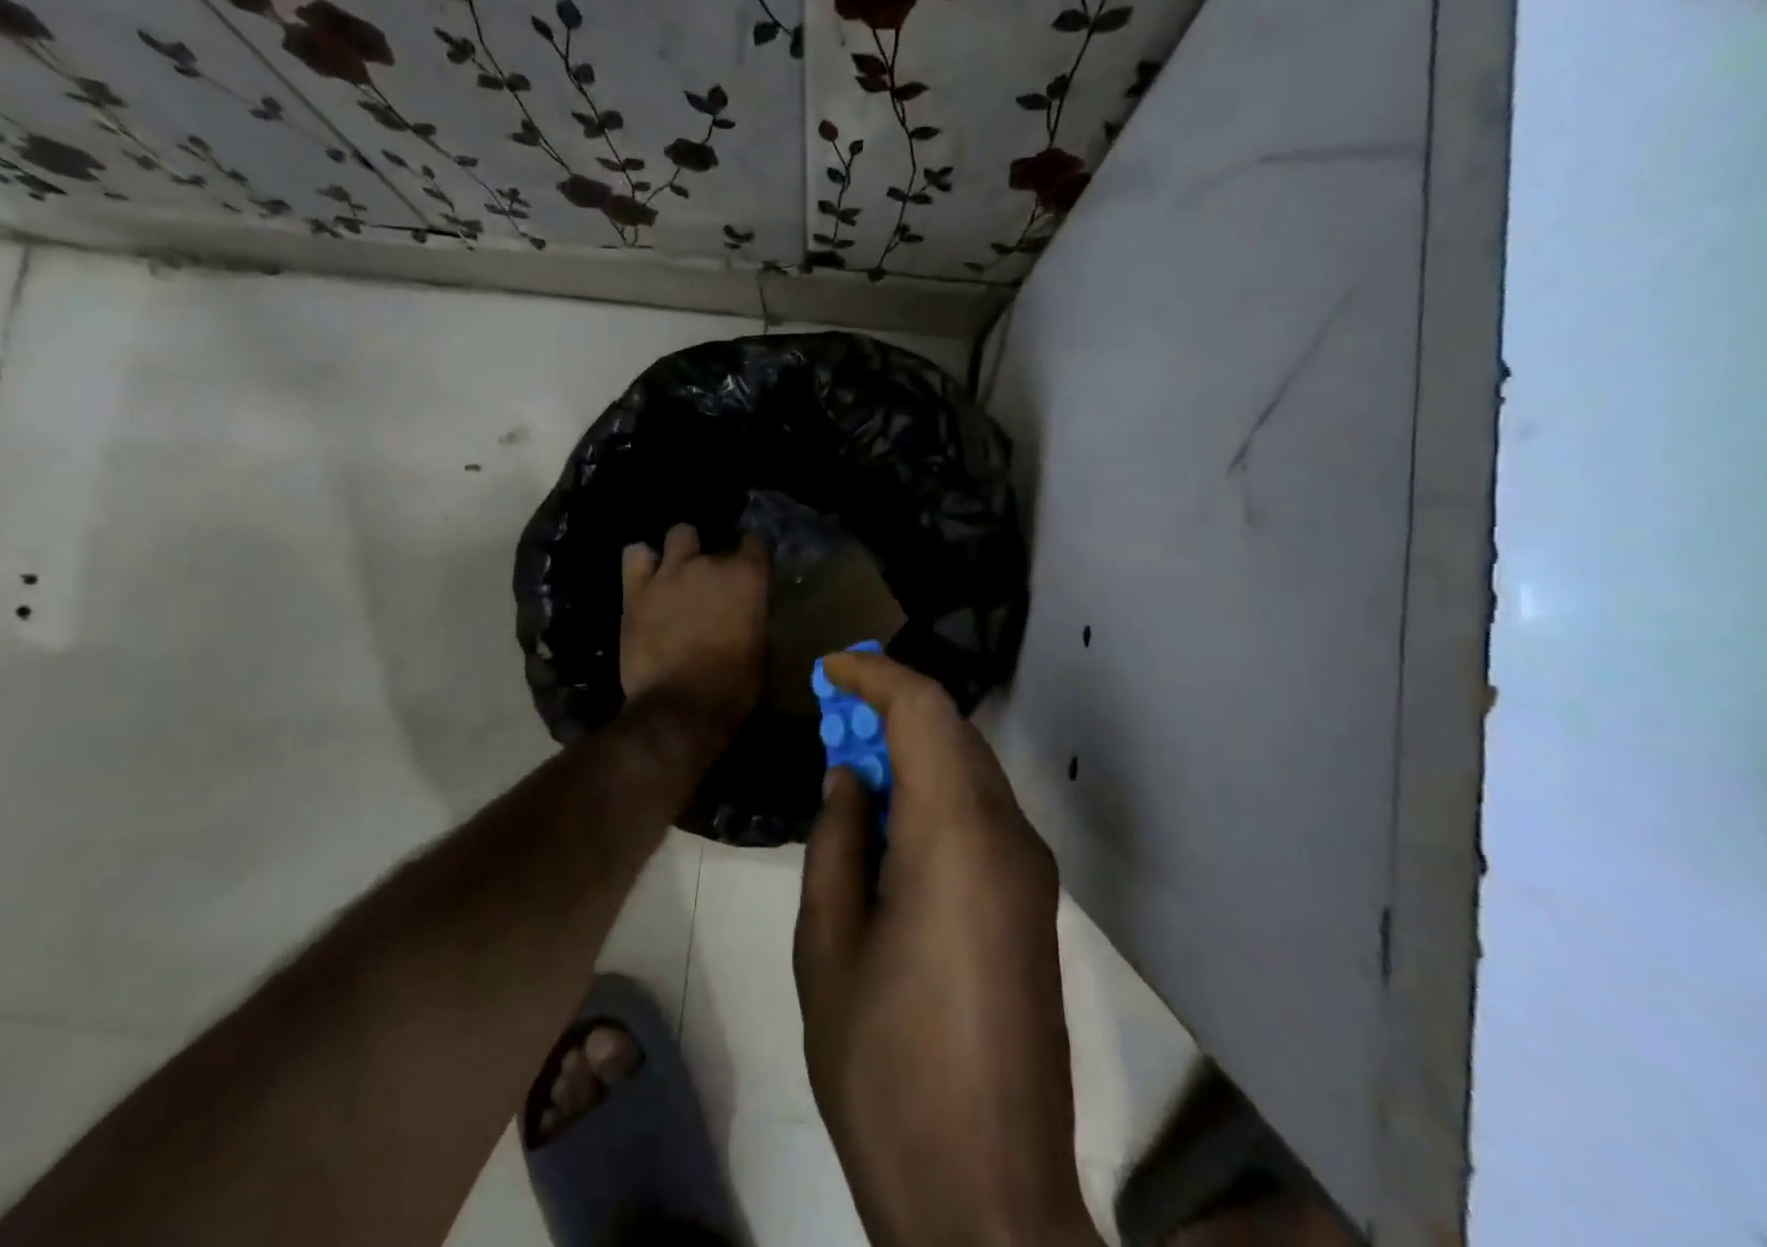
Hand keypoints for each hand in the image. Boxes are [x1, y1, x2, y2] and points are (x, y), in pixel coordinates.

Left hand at [619, 523, 768, 736]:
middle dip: (716, 561)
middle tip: (713, 586)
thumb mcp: (760, 650)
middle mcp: (709, 564)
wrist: (680, 708)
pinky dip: (643, 562)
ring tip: (679, 573)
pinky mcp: (636, 590)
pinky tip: (647, 578)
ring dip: (682, 551)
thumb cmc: (732, 687)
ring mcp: (670, 573)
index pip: (756, 542)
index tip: (752, 568)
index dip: (753, 553)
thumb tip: (747, 612)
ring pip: (679, 534)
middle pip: (717, 543)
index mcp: (747, 578)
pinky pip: (635, 554)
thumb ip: (752, 617)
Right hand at [794, 651, 1096, 1246]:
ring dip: (914, 748)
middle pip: (953, 731)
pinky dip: (936, 790)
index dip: (875, 673)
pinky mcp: (1034, 903)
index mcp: (957, 838)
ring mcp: (1031, 871)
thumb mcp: (830, 947)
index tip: (829, 669)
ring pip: (971, 768)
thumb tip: (850, 776)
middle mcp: (1008, 837)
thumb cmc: (886, 1070)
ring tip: (855, 769)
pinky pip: (982, 812)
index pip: (924, 709)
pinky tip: (892, 825)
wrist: (985, 1198)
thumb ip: (838, 841)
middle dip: (891, 707)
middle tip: (833, 717)